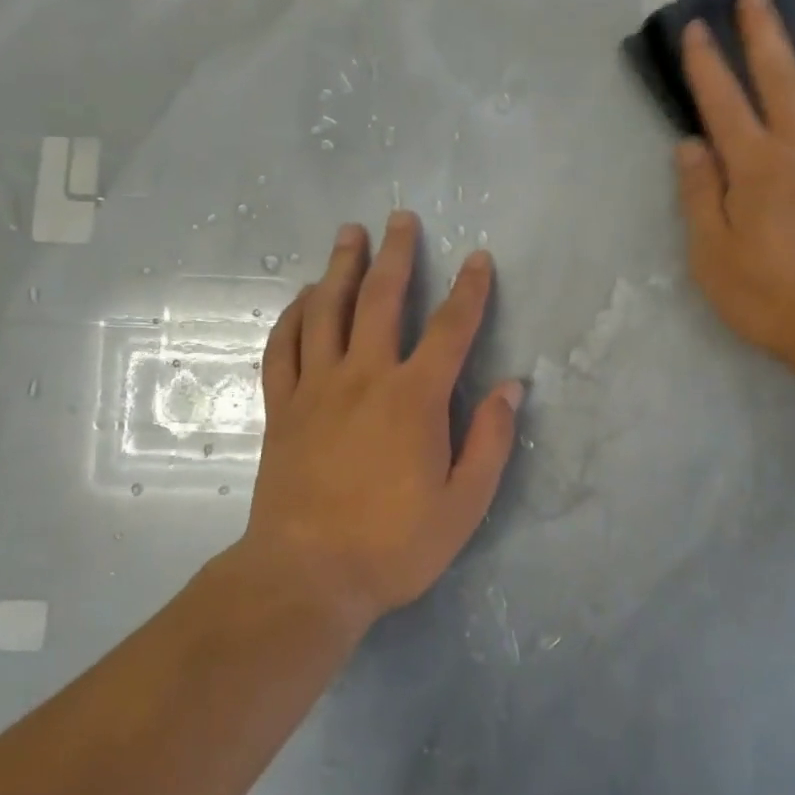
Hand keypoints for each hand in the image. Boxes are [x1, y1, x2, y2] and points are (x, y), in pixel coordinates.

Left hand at [242, 212, 523, 629]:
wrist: (306, 577)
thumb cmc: (393, 544)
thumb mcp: (464, 504)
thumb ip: (491, 441)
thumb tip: (512, 387)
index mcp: (414, 397)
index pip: (451, 328)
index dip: (469, 289)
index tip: (477, 258)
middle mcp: (365, 376)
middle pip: (381, 298)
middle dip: (396, 254)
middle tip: (400, 217)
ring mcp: (317, 387)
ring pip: (327, 310)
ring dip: (340, 267)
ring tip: (348, 234)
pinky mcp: (283, 407)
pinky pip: (283, 347)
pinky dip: (293, 316)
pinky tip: (302, 298)